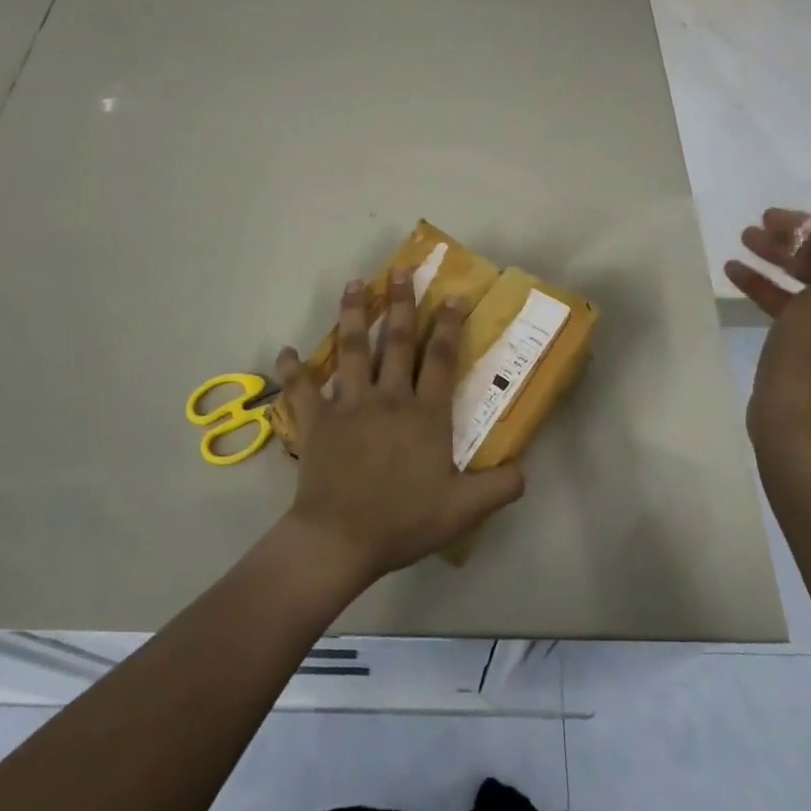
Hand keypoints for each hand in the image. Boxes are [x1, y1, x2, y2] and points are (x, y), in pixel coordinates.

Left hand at [273, 271, 524, 584]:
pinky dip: (293, 370)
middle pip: (395, 341)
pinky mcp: (317, 421)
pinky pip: (302, 390)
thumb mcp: (463, 510)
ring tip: (353, 285)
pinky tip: (285, 351)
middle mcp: (388, 398)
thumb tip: (525, 469)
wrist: (340, 539)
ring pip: (350, 351)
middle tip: (399, 270)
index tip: (451, 295)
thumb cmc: (403, 521)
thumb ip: (499, 487)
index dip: (448, 325)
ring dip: (351, 315)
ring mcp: (348, 406)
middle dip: (399, 303)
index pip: (440, 359)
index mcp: (424, 414)